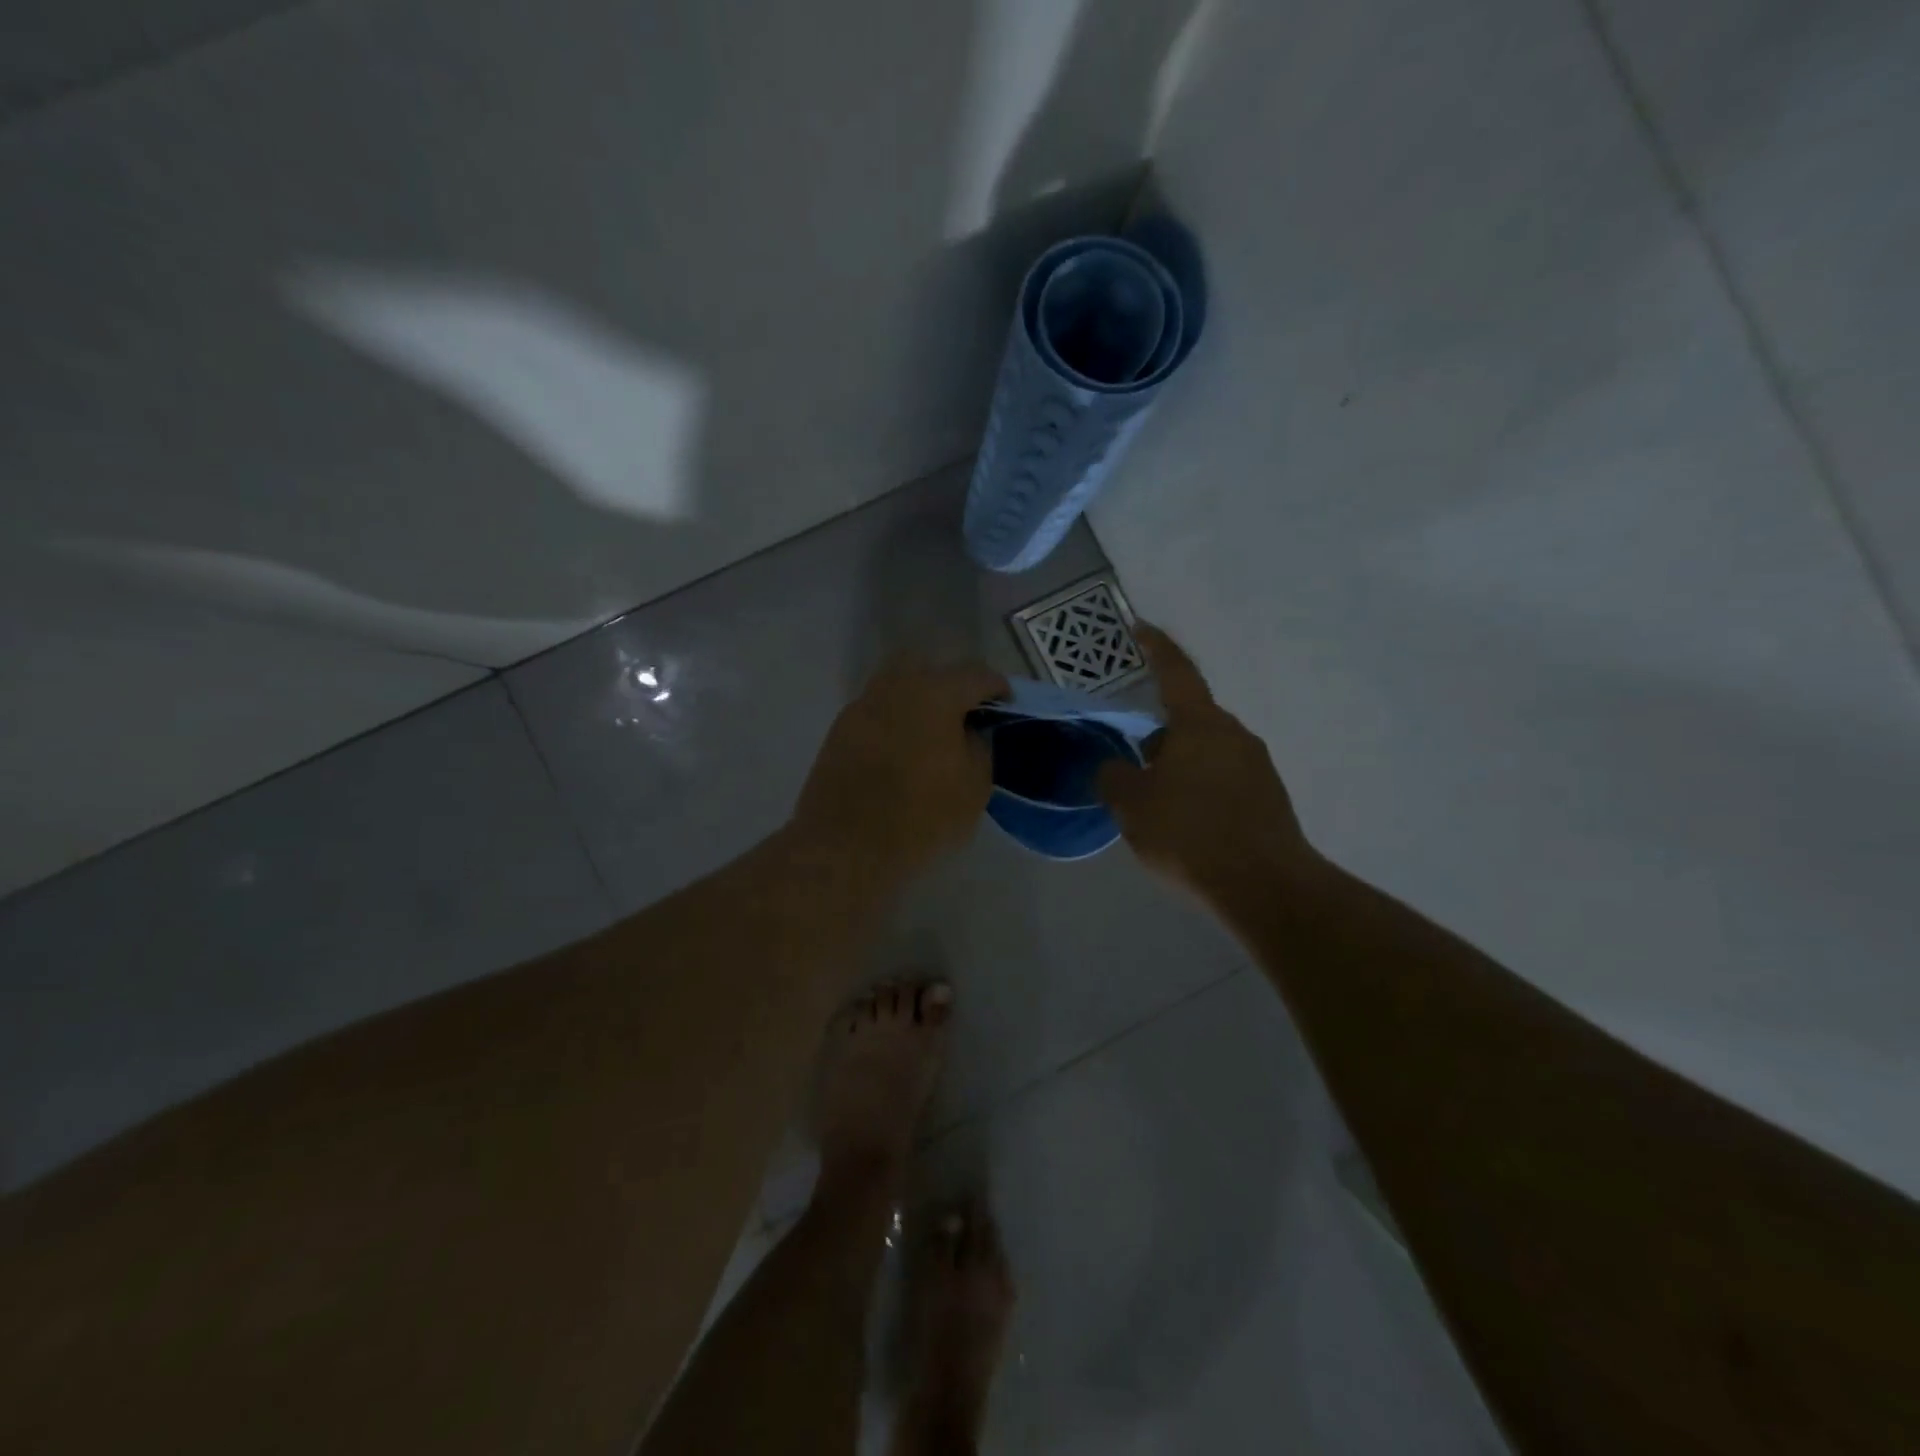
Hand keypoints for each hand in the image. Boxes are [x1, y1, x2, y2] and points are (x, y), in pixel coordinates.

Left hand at [792, 659, 1006, 880]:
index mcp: (935, 694)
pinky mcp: (840, 729)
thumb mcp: (974, 787)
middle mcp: (896, 687)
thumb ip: (980, 747)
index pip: (976, 674)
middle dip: (950, 683)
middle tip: (962, 714)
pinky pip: (876, 710)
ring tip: (930, 732)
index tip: (1006, 705)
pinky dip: (893, 720)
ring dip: (917, 699)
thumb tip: (971, 731)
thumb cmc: (921, 816)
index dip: (997, 687)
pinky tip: (900, 749)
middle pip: (929, 667)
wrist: (846, 845)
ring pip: (896, 684)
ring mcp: (863, 705)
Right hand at [1098, 625, 1314, 898]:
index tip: (1141, 629)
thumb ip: (1115, 778)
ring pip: (1207, 752)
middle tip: (1134, 764)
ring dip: (1181, 766)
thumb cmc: (1190, 835)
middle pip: (1190, 720)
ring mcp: (1258, 766)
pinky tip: (1188, 825)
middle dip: (1160, 736)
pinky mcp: (1270, 798)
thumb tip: (1115, 767)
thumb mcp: (1133, 806)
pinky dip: (1201, 790)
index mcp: (1200, 725)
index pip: (1176, 673)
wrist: (1265, 887)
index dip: (1156, 648)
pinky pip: (1225, 780)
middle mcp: (1235, 735)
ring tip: (1158, 804)